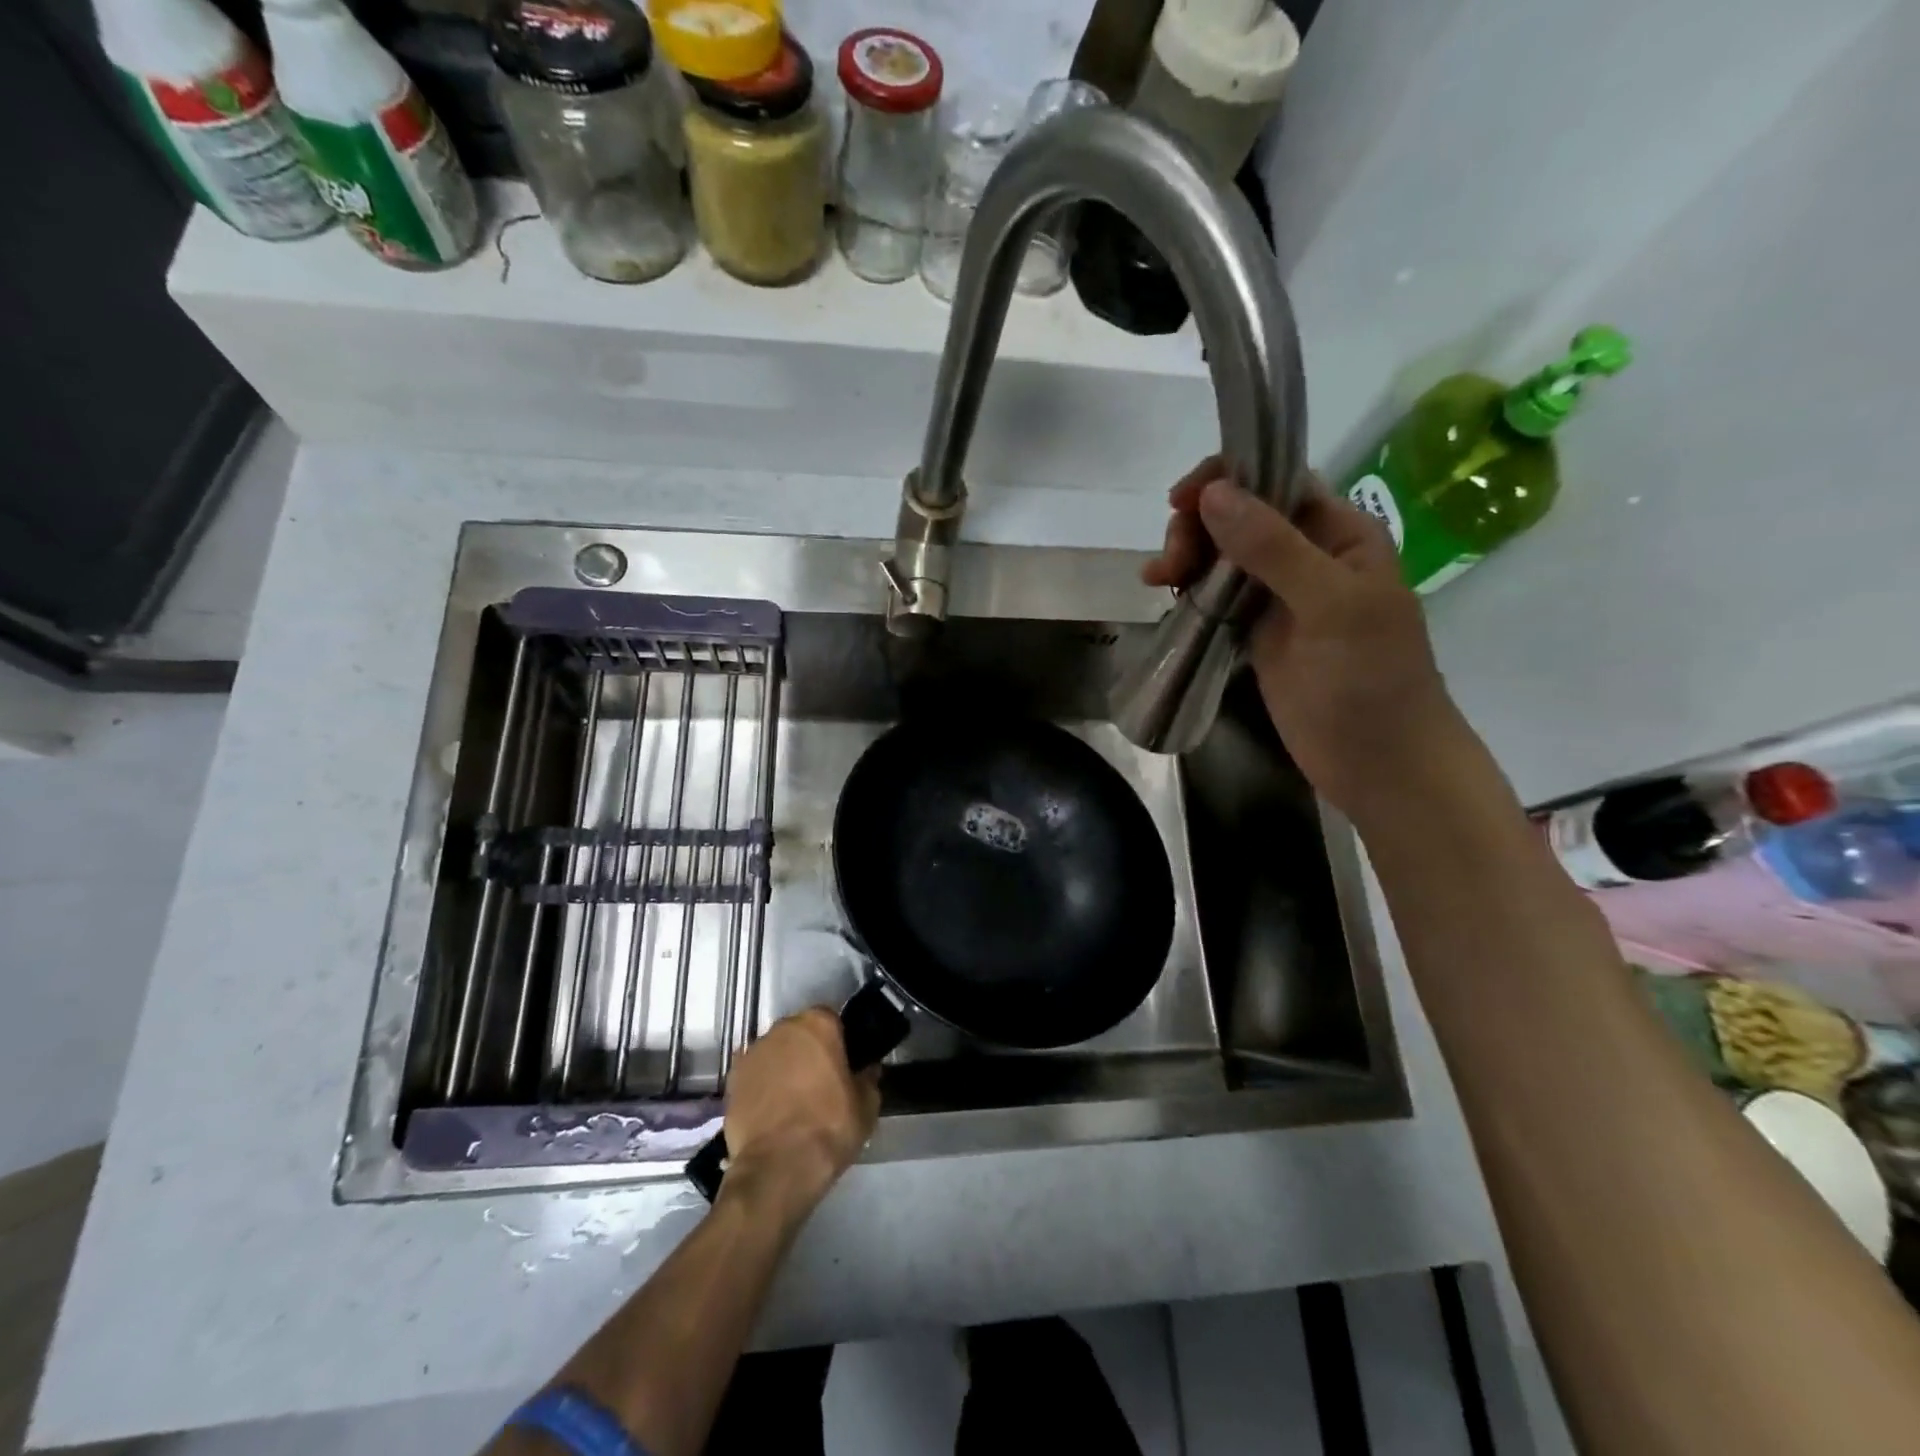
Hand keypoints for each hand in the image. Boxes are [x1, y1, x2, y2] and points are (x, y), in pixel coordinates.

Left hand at [719, 1008, 879, 1217]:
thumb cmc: (829, 1128)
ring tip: (792, 1099)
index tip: (843, 1064)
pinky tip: (770, 1110)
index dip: (838, 1041)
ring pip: (775, 1051)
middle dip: (809, 1050)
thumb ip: (868, 1080)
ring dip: (784, 1066)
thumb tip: (868, 1070)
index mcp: (818, 1024)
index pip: (832, 1020)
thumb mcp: (866, 1107)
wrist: (777, 1168)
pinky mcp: (732, 1079)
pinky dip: (761, 1085)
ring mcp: (753, 1052)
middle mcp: (782, 1028)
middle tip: (820, 1081)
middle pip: (800, 1032)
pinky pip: (754, 1074)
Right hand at [1143, 458, 1464, 823]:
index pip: (1279, 482)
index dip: (1228, 479)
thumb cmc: (1370, 680)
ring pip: (1223, 556)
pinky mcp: (1256, 633)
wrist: (1378, 762)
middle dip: (1199, 526)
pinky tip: (1165, 595)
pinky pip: (1216, 596)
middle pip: (1241, 516)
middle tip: (1172, 562)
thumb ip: (1273, 549)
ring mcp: (1279, 597)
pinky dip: (1189, 590)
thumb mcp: (1330, 605)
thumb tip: (1213, 494)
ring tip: (1159, 580)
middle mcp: (1308, 556)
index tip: (1181, 500)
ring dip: (1187, 556)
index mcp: (1340, 534)